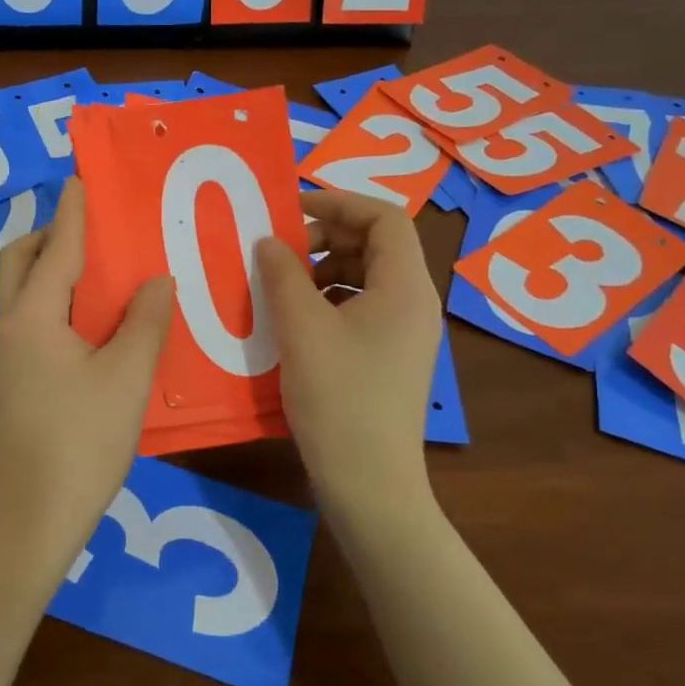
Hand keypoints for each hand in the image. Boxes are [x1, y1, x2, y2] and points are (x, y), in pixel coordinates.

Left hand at [0, 178, 173, 575]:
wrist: (34, 516)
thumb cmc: (81, 440)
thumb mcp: (126, 377)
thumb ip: (144, 321)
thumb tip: (155, 279)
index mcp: (35, 315)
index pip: (58, 245)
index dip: (74, 209)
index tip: (84, 175)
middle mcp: (15, 325)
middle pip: (22, 261)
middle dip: (53, 236)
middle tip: (97, 232)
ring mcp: (14, 354)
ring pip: (28, 292)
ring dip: (58, 269)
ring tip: (107, 269)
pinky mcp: (22, 378)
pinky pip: (39, 320)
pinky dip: (63, 302)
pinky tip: (102, 320)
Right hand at [255, 189, 441, 508]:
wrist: (369, 484)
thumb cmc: (338, 399)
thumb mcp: (301, 329)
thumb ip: (283, 274)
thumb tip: (269, 241)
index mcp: (405, 287)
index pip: (385, 217)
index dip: (339, 202)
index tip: (292, 209)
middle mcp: (415, 304)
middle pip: (378, 245)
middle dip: (328, 237)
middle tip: (282, 248)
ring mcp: (406, 334)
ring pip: (368, 278)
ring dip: (325, 270)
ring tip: (284, 285)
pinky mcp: (392, 359)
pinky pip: (364, 309)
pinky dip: (331, 300)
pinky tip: (298, 321)